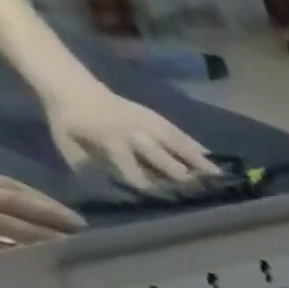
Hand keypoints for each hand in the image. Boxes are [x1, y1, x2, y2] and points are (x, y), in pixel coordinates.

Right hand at [0, 158, 84, 256]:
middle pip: (11, 202)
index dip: (45, 202)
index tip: (74, 217)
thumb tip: (28, 208)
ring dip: (37, 236)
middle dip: (49, 216)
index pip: (10, 186)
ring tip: (66, 244)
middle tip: (80, 229)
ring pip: (1, 225)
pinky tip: (33, 259)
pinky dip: (9, 252)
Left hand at [44, 80, 217, 188]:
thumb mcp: (69, 148)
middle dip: (180, 177)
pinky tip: (212, 158)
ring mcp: (147, 123)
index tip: (165, 203)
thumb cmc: (69, 123)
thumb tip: (112, 192)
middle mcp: (134, 133)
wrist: (69, 84)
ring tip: (219, 177)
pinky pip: (179, 133)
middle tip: (200, 194)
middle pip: (163, 159)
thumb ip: (91, 170)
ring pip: (176, 145)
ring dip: (198, 162)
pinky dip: (196, 146)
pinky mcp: (155, 117)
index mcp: (110, 142)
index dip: (149, 189)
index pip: (134, 173)